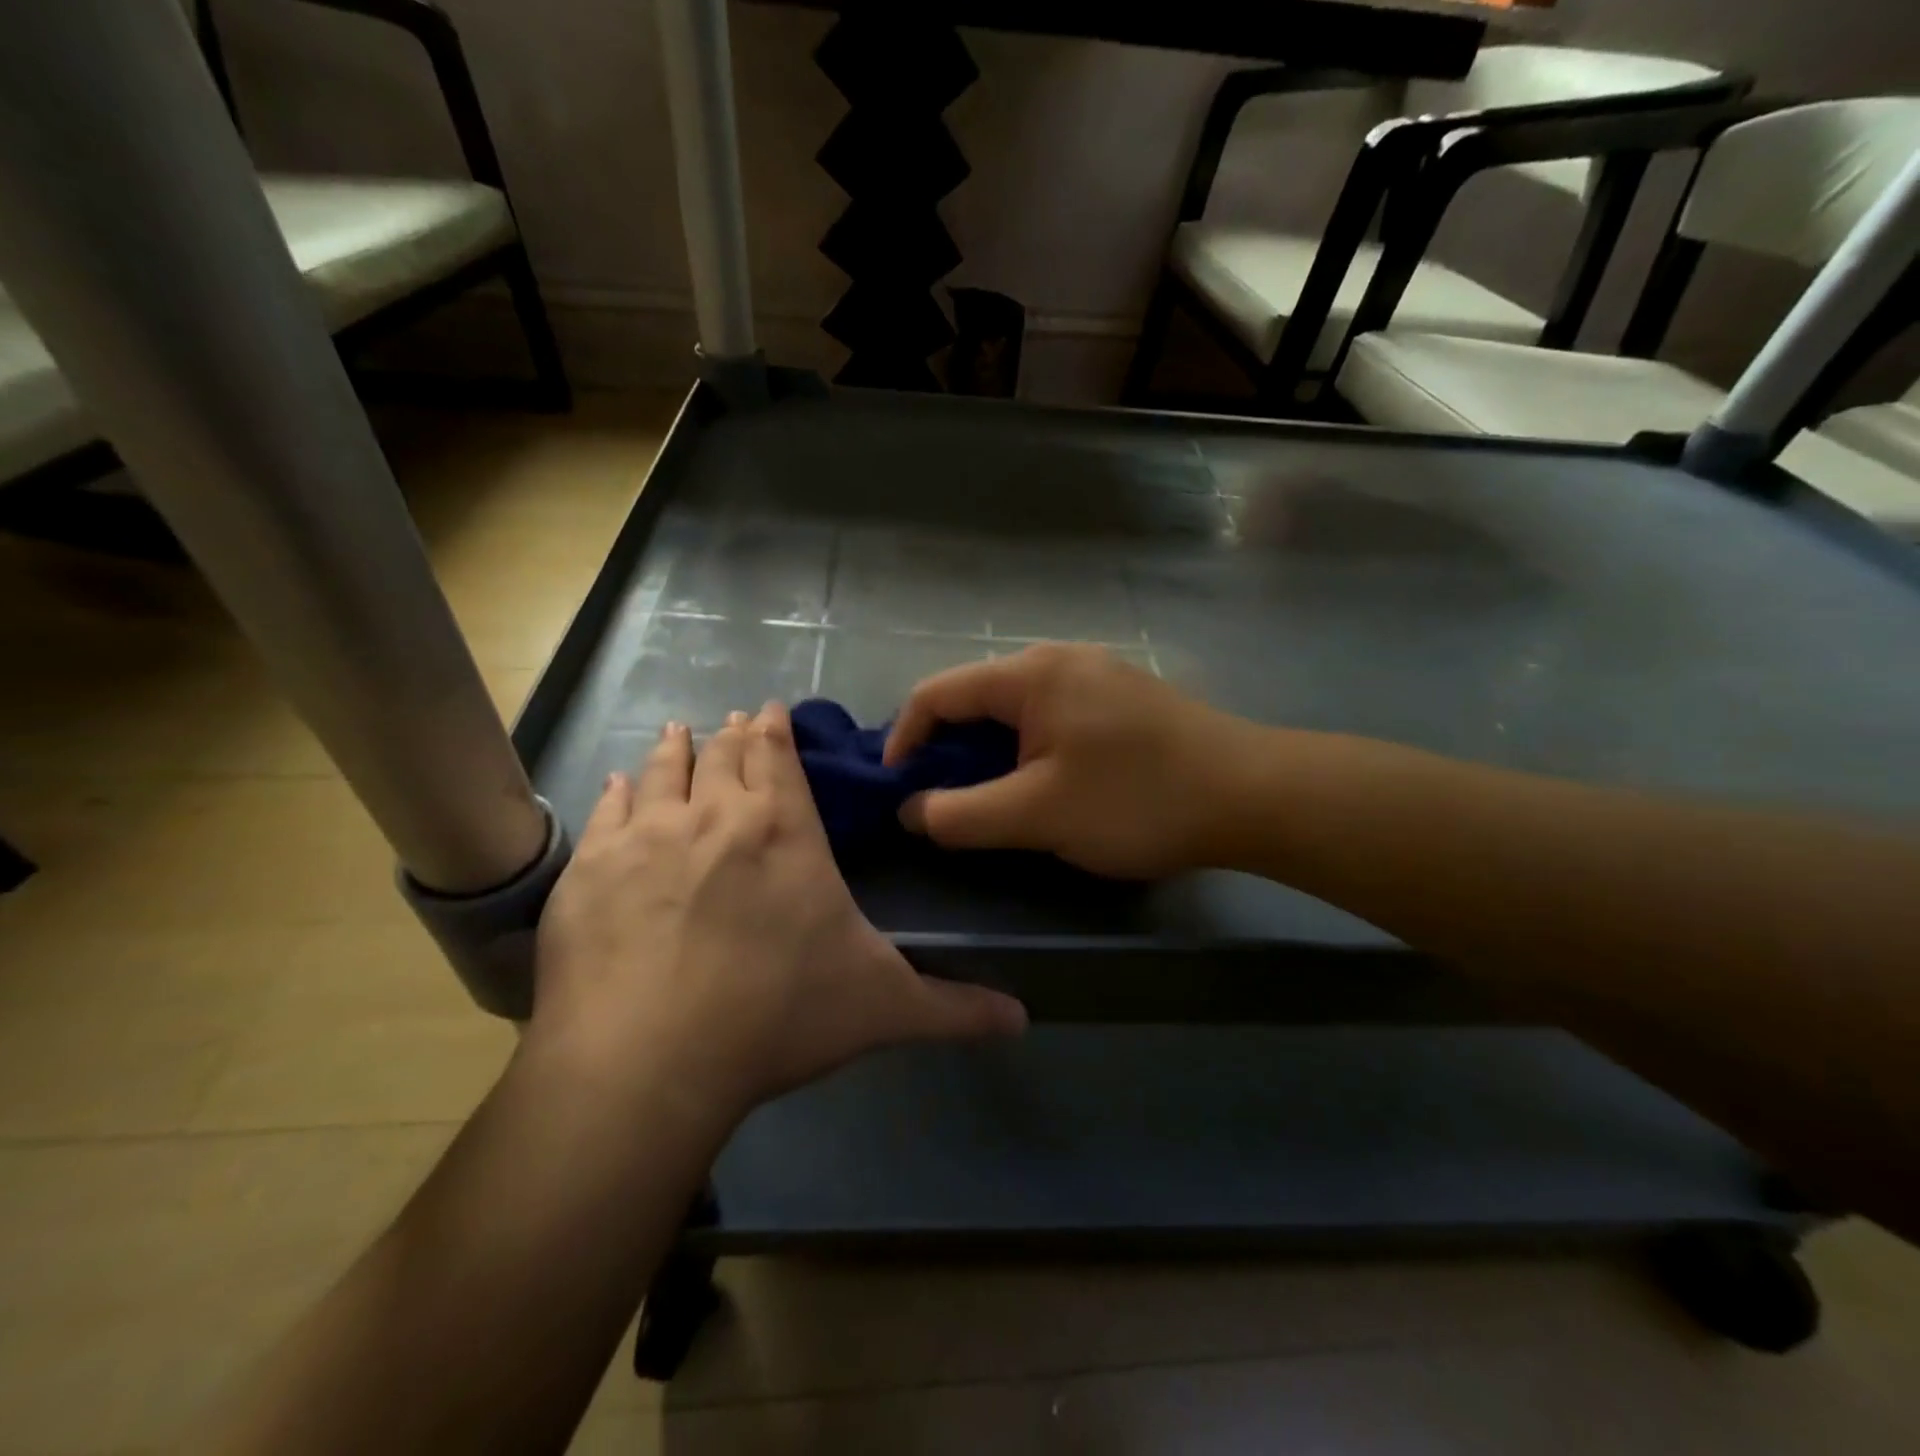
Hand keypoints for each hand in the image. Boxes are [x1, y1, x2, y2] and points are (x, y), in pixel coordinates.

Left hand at [533, 705, 1027, 1124]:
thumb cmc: (779, 1018)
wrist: (651, 1061)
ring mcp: (646, 837)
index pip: (779, 756)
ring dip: (676, 747)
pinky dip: (619, 793)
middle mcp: (715, 815)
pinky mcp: (590, 872)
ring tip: (678, 731)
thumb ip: (954, 1008)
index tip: (769, 710)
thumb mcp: (883, 1008)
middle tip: (733, 721)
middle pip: (723, 753)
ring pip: (663, 769)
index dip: (775, 728)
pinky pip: (608, 811)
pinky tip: (618, 786)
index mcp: (784, 830)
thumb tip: (1024, 1019)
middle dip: (732, 733)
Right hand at [884, 644, 1258, 879]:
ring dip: (988, 752)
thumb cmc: (1136, 800)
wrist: (1251, 794)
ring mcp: (1094, 674)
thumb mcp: (1038, 815)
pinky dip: (1026, 748)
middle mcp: (1058, 658)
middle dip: (947, 749)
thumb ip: (962, 815)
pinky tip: (1041, 784)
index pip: (937, 693)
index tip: (897, 789)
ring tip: (987, 799)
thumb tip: (912, 809)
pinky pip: (1051, 716)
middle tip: (940, 800)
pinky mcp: (1120, 698)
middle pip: (975, 698)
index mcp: (1030, 674)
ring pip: (1015, 709)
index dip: (904, 739)